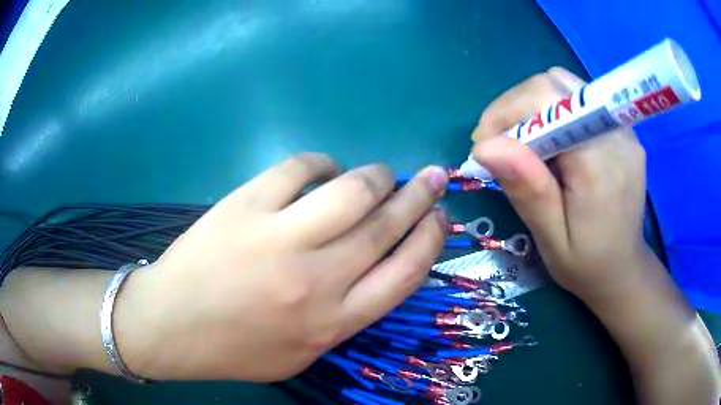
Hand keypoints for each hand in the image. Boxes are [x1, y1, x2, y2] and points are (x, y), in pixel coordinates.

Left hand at [119, 154, 448, 381]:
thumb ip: (342, 319)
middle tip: (434, 177)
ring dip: (377, 176)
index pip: (405, 272)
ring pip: (352, 191)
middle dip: (420, 196)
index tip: (441, 218)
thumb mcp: (301, 354)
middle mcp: (316, 279)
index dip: (431, 239)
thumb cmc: (236, 349)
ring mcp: (279, 238)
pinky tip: (323, 169)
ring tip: (382, 174)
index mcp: (333, 321)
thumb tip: (371, 271)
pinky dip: (321, 163)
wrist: (172, 326)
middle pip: (386, 226)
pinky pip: (299, 168)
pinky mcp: (245, 206)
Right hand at [470, 67, 647, 298]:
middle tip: (500, 145)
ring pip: (564, 85)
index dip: (507, 112)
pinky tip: (549, 143)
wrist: (623, 269)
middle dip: (515, 107)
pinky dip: (551, 111)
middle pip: (553, 85)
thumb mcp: (552, 240)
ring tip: (523, 144)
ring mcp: (621, 128)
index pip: (547, 100)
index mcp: (600, 164)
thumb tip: (485, 147)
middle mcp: (616, 134)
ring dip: (532, 107)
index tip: (484, 145)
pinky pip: (578, 99)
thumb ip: (527, 191)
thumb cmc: (586, 265)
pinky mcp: (620, 130)